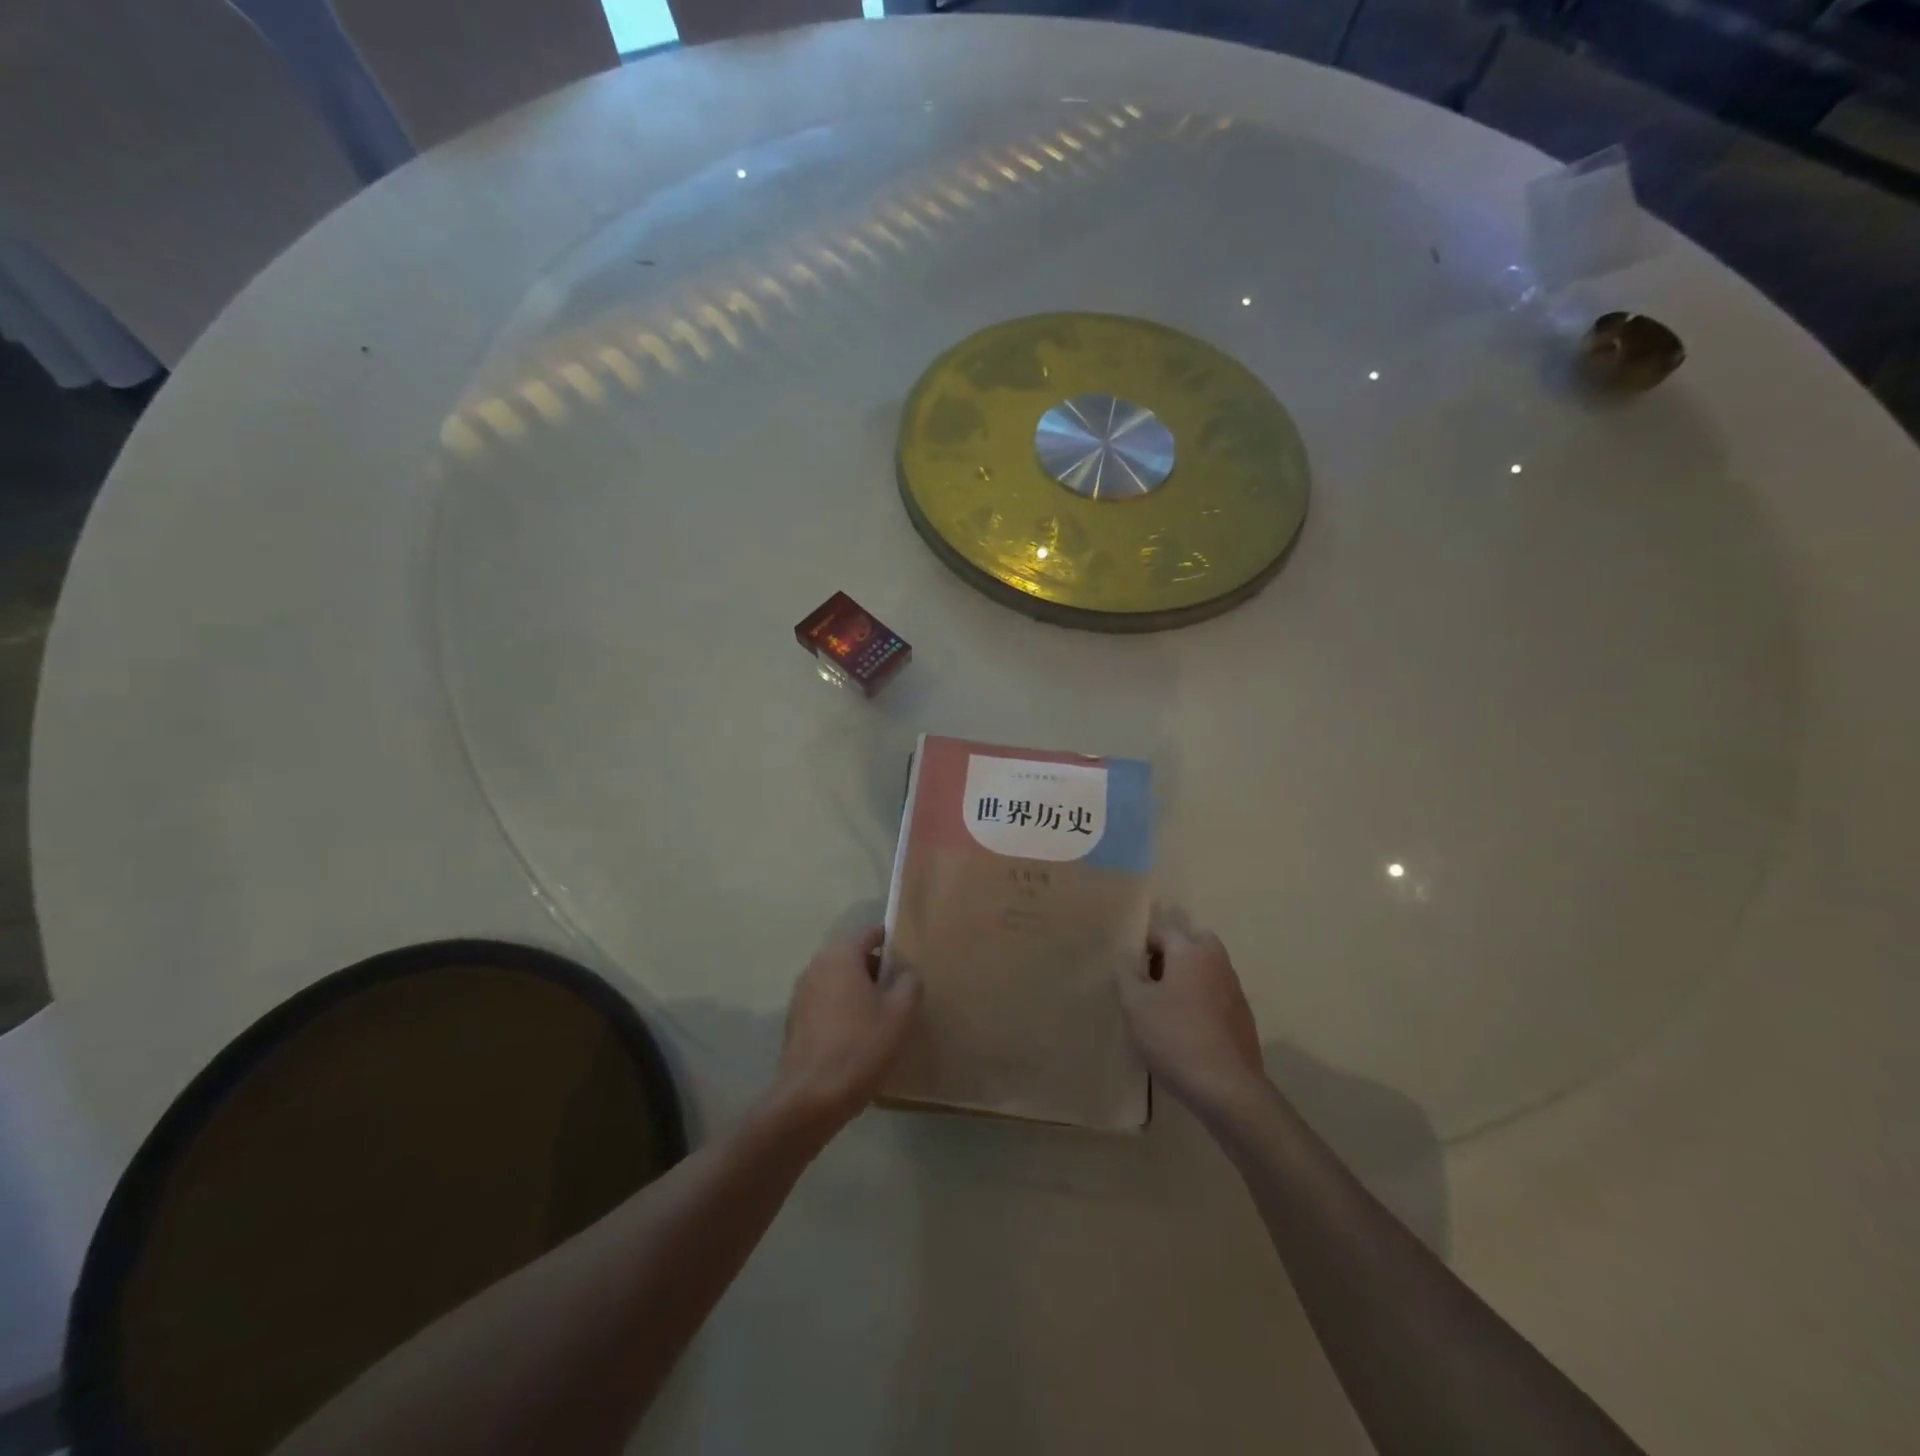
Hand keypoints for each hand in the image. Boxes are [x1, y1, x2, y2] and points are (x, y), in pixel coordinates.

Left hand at [769, 926, 920, 1131]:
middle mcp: (816, 967)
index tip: (909, 956)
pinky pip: (826, 1004)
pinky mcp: (795, 1022)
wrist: (811, 1098)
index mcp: (840, 956)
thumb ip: (909, 984)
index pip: (869, 933)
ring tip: (883, 1015)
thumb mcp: (900, 1013)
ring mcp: (801, 995)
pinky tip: (860, 1036)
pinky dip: (843, 1011)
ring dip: (859, 991)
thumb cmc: (861, 1046)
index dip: (891, 940)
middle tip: (901, 989)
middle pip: (852, 957)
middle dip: (877, 969)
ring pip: (838, 982)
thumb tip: (906, 974)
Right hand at [1119, 912, 1266, 1117]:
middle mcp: (1217, 961)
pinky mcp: (1243, 1015)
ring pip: (1208, 966)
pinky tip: (1188, 1026)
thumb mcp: (1135, 1005)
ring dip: (1188, 974)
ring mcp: (1234, 989)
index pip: (1164, 930)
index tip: (1131, 967)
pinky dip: (1202, 996)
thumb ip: (1127, 972)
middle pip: (1193, 941)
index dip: (1143, 944)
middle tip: (1151, 977)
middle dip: (1172, 951)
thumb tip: (1127, 953)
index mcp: (1190, 952)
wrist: (1227, 1088)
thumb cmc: (1174, 1038)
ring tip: (1166, 1004)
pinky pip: (1217, 991)